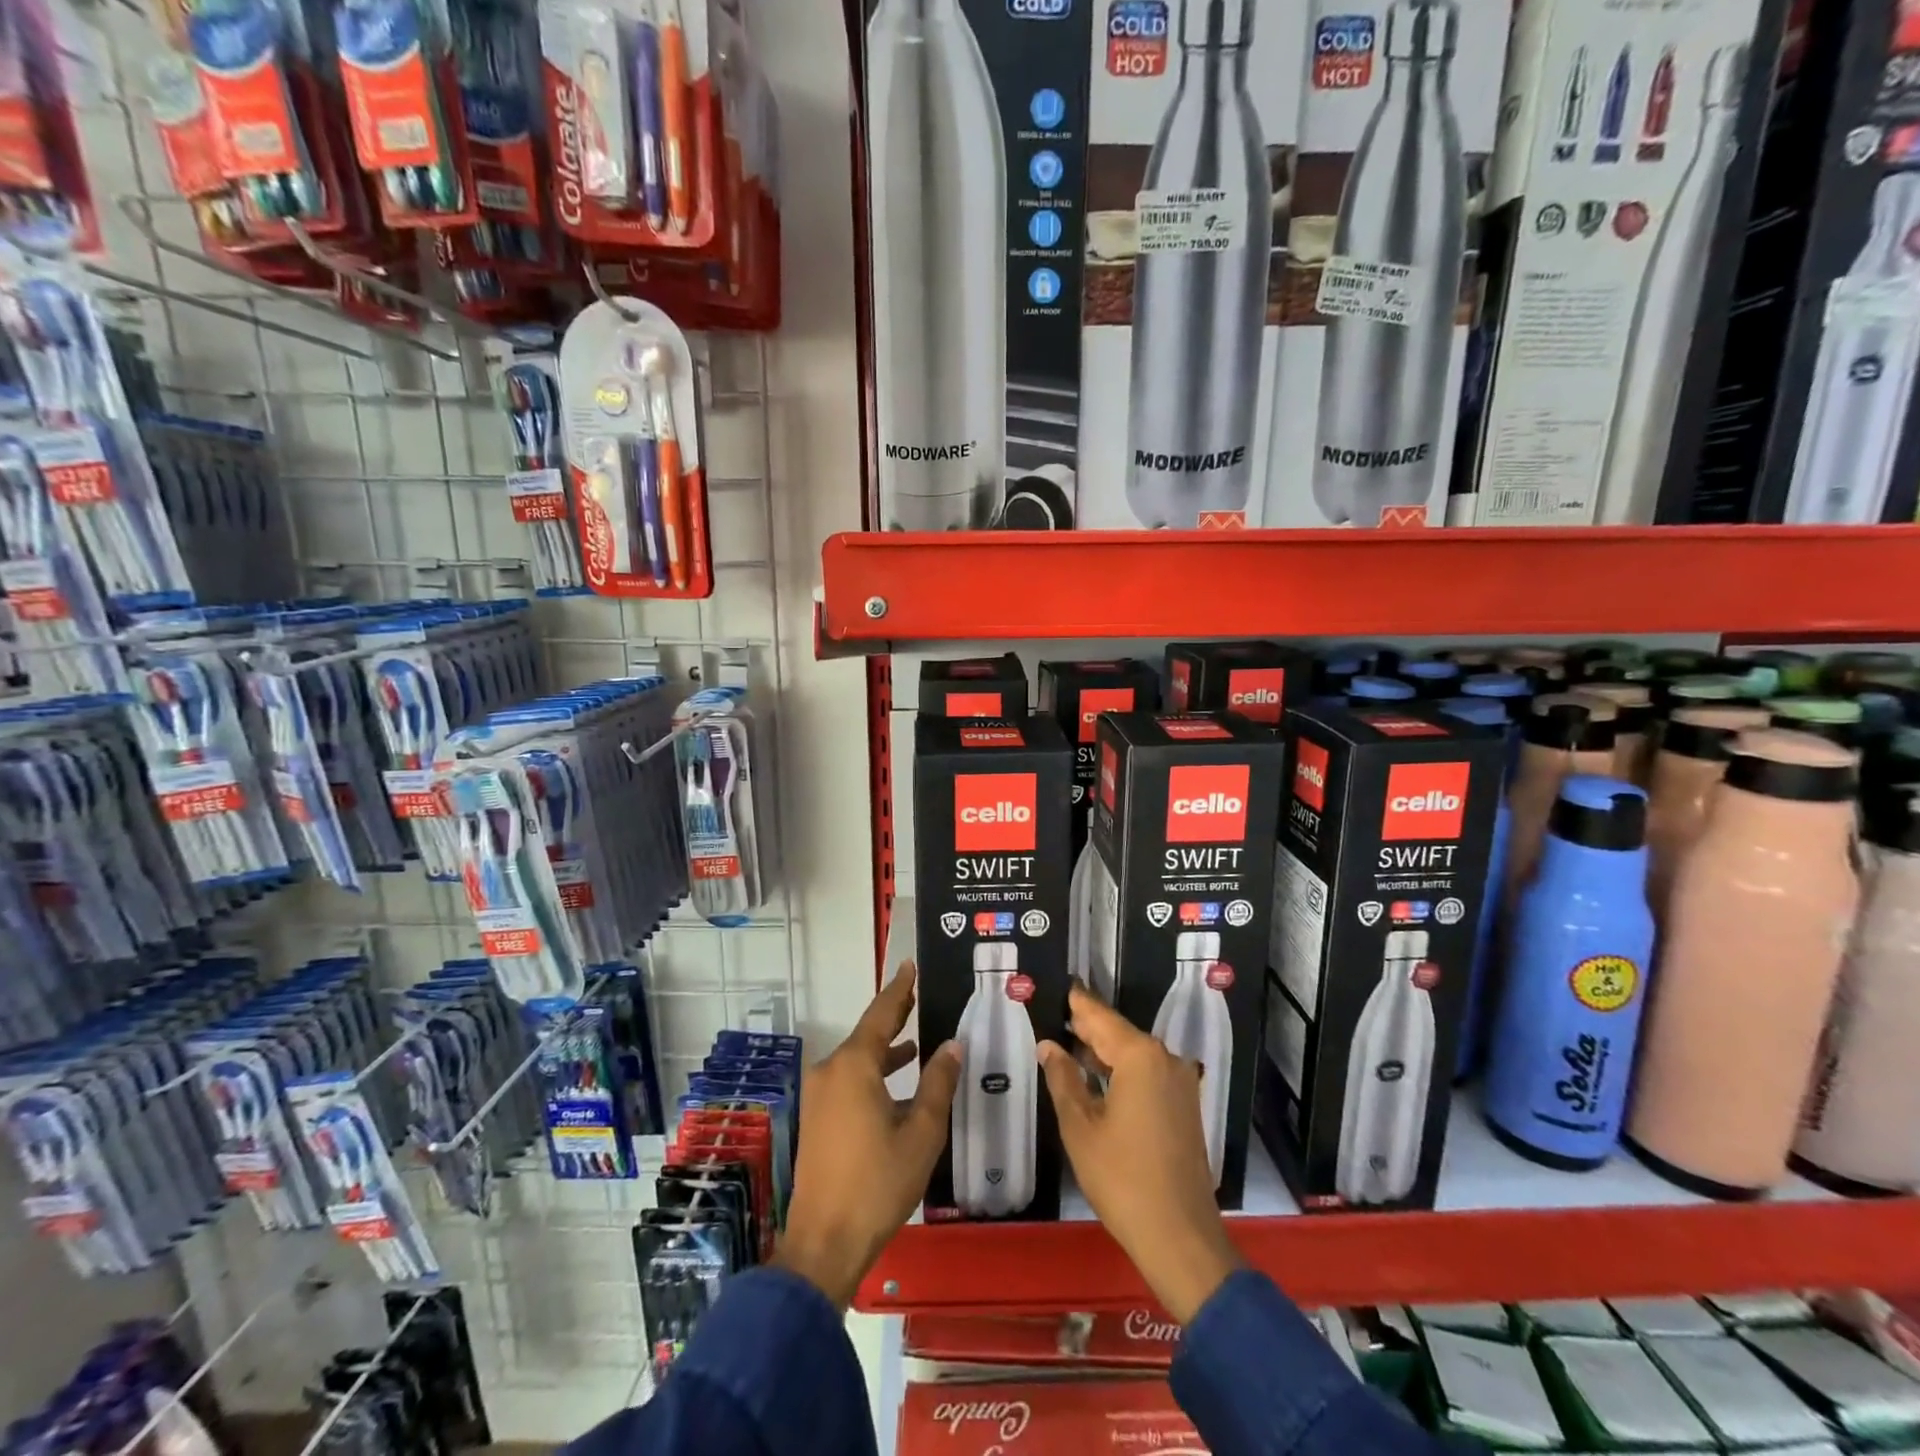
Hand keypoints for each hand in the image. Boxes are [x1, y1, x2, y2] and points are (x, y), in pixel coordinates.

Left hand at [772, 962, 961, 1309]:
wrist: (823, 1244)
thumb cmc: (877, 1183)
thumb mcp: (920, 1133)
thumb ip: (937, 1084)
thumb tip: (951, 1046)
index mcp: (854, 1066)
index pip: (881, 1014)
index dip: (899, 989)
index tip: (909, 965)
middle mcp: (831, 1071)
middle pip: (867, 1034)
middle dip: (894, 1016)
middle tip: (918, 995)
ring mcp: (820, 1096)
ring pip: (858, 1060)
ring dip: (885, 1050)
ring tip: (916, 1041)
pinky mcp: (817, 1119)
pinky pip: (849, 1081)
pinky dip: (873, 1074)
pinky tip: (896, 1087)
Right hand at [1040, 982, 1240, 1324]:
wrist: (1181, 1238)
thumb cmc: (1123, 1179)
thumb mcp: (1081, 1128)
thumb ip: (1063, 1079)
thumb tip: (1048, 1045)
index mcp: (1140, 1057)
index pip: (1100, 1017)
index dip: (1077, 1002)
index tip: (1059, 983)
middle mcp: (1165, 1059)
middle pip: (1118, 1032)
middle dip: (1086, 1024)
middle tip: (1054, 1010)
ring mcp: (1179, 1083)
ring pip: (1133, 1053)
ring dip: (1102, 1049)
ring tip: (1066, 1039)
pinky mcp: (1183, 1106)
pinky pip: (1146, 1073)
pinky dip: (1120, 1069)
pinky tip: (1094, 1075)